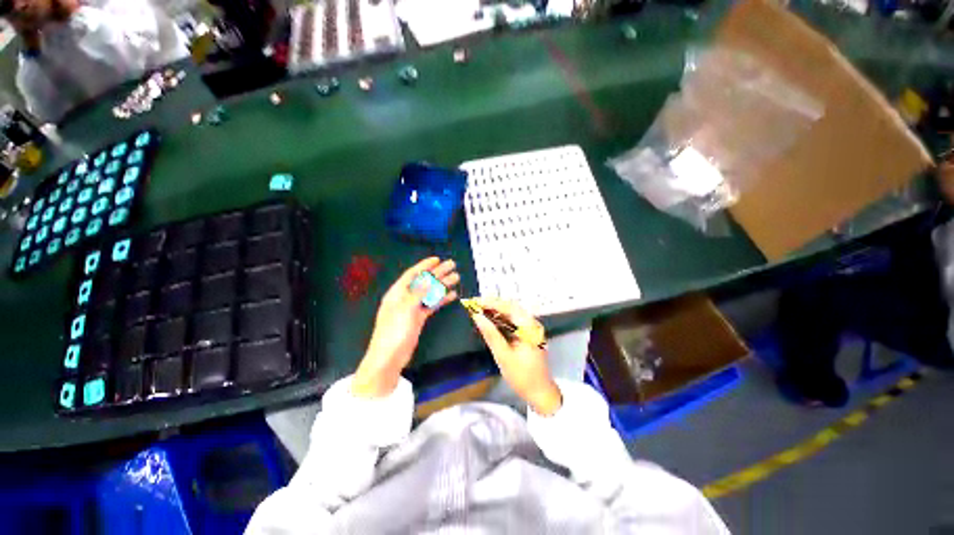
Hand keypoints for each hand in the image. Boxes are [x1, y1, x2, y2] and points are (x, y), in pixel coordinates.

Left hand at [352, 257, 458, 397]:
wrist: (389, 358)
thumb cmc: (394, 332)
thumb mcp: (405, 310)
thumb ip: (417, 293)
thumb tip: (428, 279)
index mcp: (397, 293)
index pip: (412, 274)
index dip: (424, 266)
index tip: (437, 259)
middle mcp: (405, 298)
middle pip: (424, 282)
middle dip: (437, 273)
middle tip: (452, 265)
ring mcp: (412, 308)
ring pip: (429, 293)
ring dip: (442, 285)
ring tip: (456, 278)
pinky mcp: (418, 318)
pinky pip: (431, 305)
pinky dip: (441, 299)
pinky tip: (451, 295)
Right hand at [469, 298, 562, 415]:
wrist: (540, 393)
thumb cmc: (522, 376)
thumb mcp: (503, 356)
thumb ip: (490, 334)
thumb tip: (477, 317)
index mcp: (529, 327)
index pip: (509, 308)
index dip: (491, 303)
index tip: (475, 301)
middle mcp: (532, 323)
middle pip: (511, 308)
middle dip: (492, 305)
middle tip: (474, 305)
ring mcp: (531, 328)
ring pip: (511, 313)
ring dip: (496, 312)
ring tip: (479, 311)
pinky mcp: (528, 333)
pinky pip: (513, 321)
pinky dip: (501, 319)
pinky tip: (490, 321)